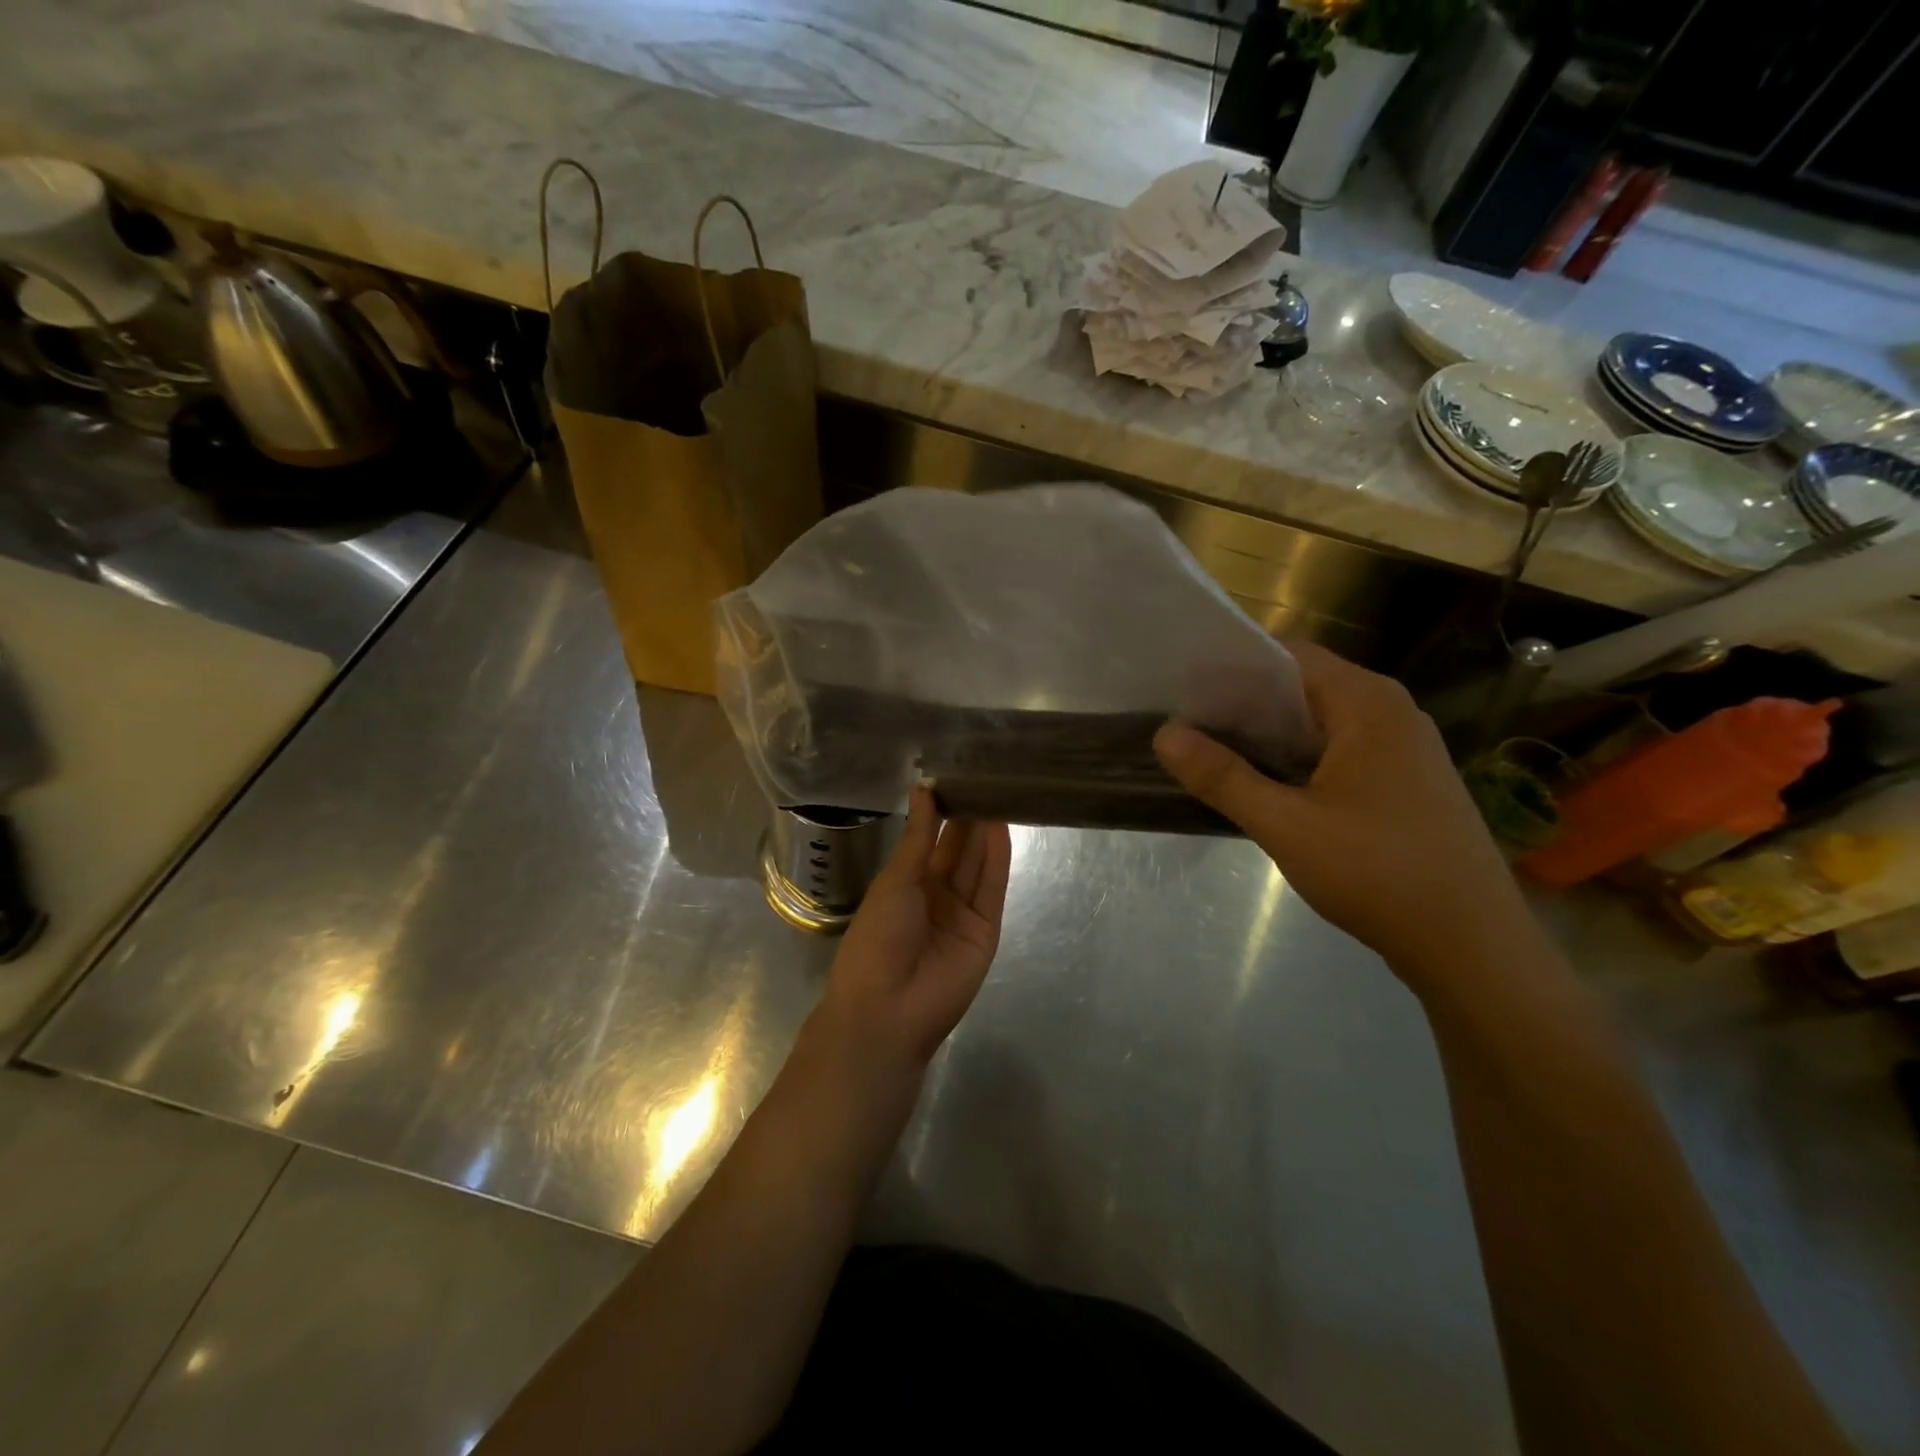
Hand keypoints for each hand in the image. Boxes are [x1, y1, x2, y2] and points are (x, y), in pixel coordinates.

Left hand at [798, 788, 1010, 1114]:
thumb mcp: (895, 881)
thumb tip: (924, 790)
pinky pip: (992, 888)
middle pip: (957, 851)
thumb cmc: (878, 938)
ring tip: (997, 792)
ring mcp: (962, 913)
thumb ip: (918, 837)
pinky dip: (997, 858)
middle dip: (968, 818)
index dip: (941, 812)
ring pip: (976, 865)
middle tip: (984, 778)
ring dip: (986, 832)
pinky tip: (1002, 827)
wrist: (888, 1009)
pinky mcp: (986, 929)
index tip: (955, 777)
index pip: (929, 841)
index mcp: (905, 885)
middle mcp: (935, 896)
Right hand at [1153, 641, 1527, 977]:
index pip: (1289, 657)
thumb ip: (1222, 777)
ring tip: (1212, 753)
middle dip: (1244, 706)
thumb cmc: (1377, 871)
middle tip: (1186, 724)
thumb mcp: (1285, 824)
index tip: (1184, 690)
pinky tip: (1265, 787)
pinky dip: (1299, 761)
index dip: (1233, 669)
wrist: (1472, 945)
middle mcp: (1391, 713)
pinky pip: (1340, 754)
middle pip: (1304, 689)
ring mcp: (1404, 750)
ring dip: (1270, 737)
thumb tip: (1165, 735)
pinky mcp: (1405, 785)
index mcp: (1367, 703)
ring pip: (1321, 725)